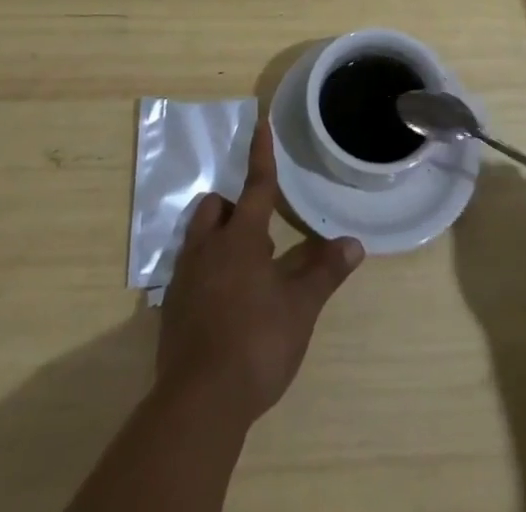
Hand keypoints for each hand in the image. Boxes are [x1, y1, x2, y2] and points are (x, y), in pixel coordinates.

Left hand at [156, 119, 363, 424]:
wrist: (199, 402)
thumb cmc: (256, 343)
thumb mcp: (300, 309)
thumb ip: (324, 273)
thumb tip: (354, 243)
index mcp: (241, 238)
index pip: (256, 186)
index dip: (261, 154)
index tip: (260, 123)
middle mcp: (207, 247)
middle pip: (217, 208)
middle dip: (235, 208)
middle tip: (261, 235)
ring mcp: (185, 277)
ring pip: (199, 237)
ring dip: (220, 238)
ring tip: (246, 270)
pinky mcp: (172, 308)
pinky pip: (189, 271)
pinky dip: (207, 272)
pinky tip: (225, 304)